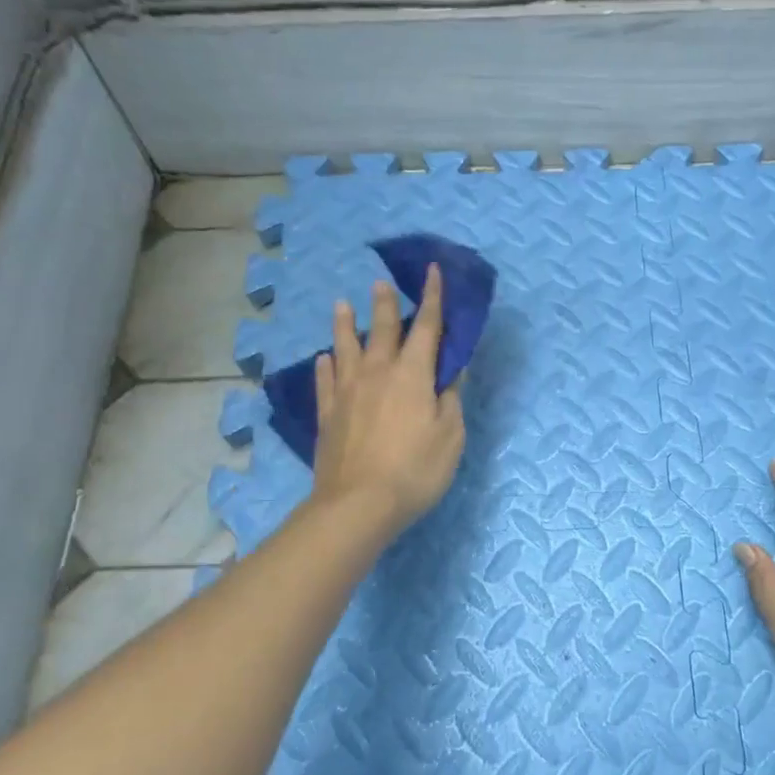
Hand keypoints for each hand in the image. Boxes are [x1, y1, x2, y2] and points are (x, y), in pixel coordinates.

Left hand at [309, 265, 465, 538]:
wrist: (358, 503)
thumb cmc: (415, 470)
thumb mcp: (450, 436)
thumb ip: (450, 399)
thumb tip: (450, 371)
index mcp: (413, 374)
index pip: (427, 326)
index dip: (433, 297)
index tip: (432, 271)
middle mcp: (377, 372)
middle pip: (381, 329)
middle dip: (384, 303)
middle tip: (381, 283)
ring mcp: (347, 391)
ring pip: (345, 347)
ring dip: (344, 324)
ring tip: (341, 305)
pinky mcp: (328, 413)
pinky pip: (325, 380)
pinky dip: (325, 366)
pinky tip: (324, 359)